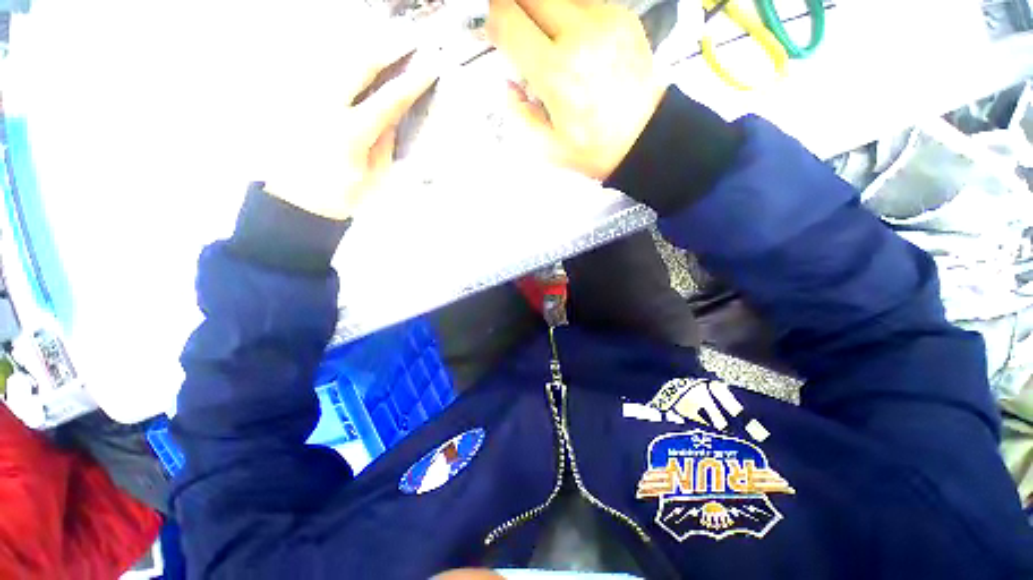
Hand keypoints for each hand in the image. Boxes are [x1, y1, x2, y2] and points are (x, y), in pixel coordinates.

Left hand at [262, 45, 440, 220]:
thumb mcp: (374, 176)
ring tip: (388, 38)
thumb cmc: (342, 197)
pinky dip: (344, 60)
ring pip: (336, 60)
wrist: (298, 203)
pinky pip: (323, 70)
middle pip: (357, 65)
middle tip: (410, 37)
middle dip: (387, 48)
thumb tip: (392, 116)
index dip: (412, 82)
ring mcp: (308, 100)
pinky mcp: (298, 101)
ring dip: (365, 47)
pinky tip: (359, 59)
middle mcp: (325, 107)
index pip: (388, 100)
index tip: (431, 66)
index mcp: (350, 133)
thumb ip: (384, 143)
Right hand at [487, 0, 666, 180]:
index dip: (492, 22)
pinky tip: (573, 39)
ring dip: (543, 10)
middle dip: (515, 8)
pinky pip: (583, 0)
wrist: (642, 138)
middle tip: (516, 30)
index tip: (494, 33)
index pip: (507, 21)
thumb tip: (509, 85)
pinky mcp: (622, 16)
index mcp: (556, 73)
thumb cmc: (595, 148)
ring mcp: (605, 20)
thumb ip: (518, 114)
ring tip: (547, 39)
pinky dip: (569, 12)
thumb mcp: (547, 148)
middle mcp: (579, 36)